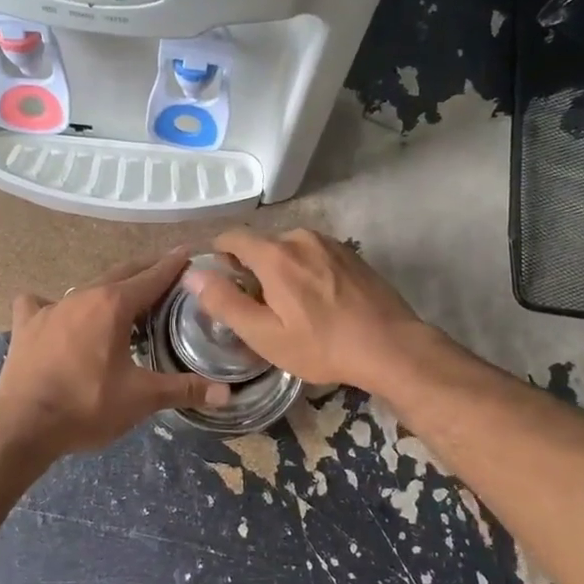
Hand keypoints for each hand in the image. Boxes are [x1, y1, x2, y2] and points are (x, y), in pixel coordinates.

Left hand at [0, 249, 229, 456]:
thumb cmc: (87, 405)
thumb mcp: (141, 398)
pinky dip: (53, 305)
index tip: (188, 252)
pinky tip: (55, 314)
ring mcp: (51, 307)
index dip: (173, 265)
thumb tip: (227, 393)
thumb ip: (184, 390)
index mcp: (114, 305)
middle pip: (121, 273)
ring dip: (108, 288)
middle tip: (164, 271)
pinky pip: (40, 303)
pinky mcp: (27, 325)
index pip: (152, 277)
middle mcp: (84, 296)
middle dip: (145, 269)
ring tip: (121, 299)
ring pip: (87, 287)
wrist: (23, 424)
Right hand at [182, 228, 431, 394]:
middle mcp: (300, 237)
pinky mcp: (350, 253)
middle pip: (262, 245)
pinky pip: (314, 255)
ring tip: (292, 307)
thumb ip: (225, 302)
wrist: (391, 346)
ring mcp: (330, 243)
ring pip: (289, 250)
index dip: (219, 257)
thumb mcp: (265, 335)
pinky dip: (306, 271)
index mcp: (275, 255)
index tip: (222, 283)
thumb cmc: (323, 346)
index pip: (232, 237)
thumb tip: (193, 274)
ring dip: (281, 271)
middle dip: (252, 269)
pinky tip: (319, 301)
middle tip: (259, 308)